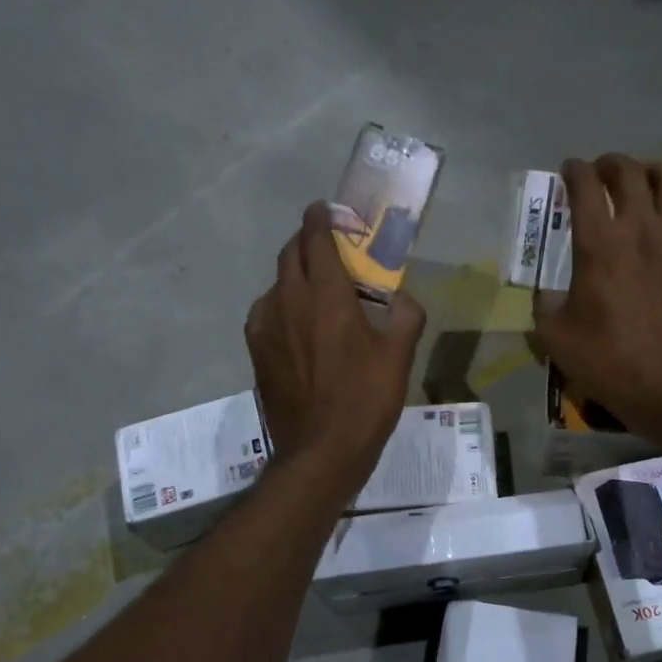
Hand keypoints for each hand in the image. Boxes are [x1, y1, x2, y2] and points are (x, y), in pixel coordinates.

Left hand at [246, 202, 425, 491]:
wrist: (320, 452)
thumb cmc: (364, 400)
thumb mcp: (399, 357)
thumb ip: (405, 316)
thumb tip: (402, 300)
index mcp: (325, 295)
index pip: (315, 238)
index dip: (321, 218)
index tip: (327, 209)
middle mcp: (288, 300)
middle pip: (290, 254)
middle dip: (308, 241)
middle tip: (329, 245)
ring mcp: (265, 326)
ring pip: (277, 283)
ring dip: (295, 274)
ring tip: (317, 288)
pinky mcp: (256, 350)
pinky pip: (268, 311)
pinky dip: (284, 304)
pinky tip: (299, 324)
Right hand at [532, 155, 661, 426]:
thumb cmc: (604, 359)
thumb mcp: (553, 334)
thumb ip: (544, 303)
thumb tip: (546, 294)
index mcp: (598, 242)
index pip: (583, 184)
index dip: (573, 171)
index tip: (568, 172)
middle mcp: (639, 228)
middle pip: (628, 171)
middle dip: (610, 164)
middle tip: (602, 174)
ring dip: (654, 173)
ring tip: (645, 183)